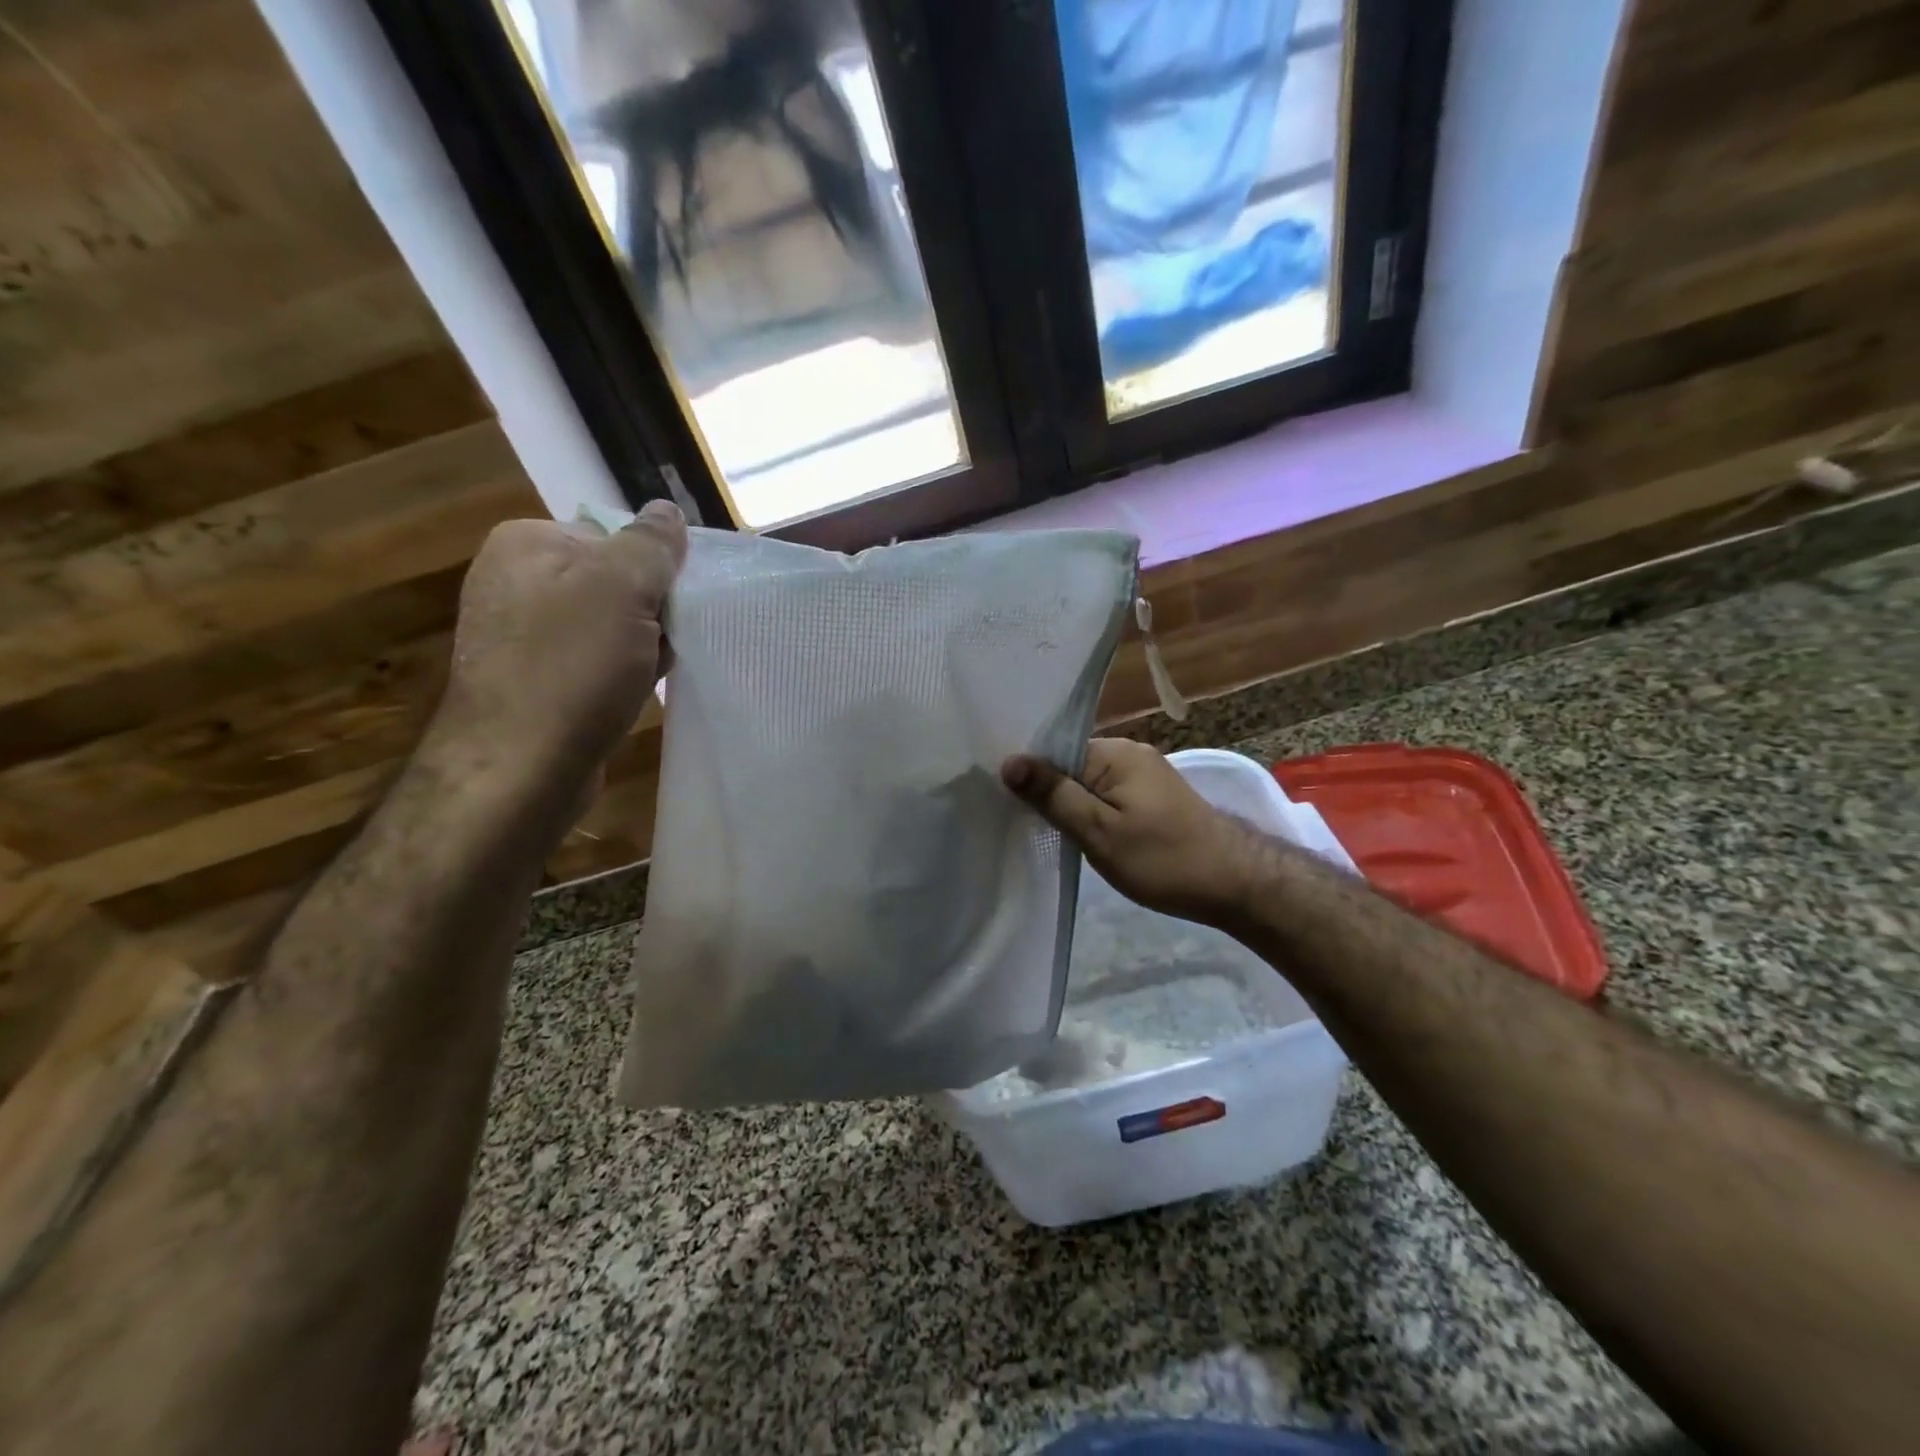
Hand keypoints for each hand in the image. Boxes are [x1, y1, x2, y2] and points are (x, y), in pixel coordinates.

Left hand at [428, 503, 687, 793]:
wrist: (521, 766)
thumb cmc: (572, 666)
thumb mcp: (624, 587)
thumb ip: (651, 543)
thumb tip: (667, 511)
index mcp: (527, 544)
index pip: (614, 535)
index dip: (655, 568)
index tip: (676, 603)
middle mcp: (515, 581)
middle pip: (613, 580)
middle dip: (651, 610)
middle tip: (667, 640)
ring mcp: (520, 634)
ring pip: (609, 624)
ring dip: (642, 644)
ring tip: (652, 671)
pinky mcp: (533, 679)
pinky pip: (594, 660)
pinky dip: (622, 671)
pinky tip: (634, 692)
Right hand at [1002, 739, 1266, 924]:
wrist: (1234, 883)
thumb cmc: (1162, 858)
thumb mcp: (1099, 830)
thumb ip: (1054, 795)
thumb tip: (1009, 761)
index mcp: (1115, 752)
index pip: (1054, 751)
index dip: (1026, 773)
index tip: (996, 795)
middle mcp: (1129, 753)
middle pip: (1070, 764)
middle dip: (1044, 789)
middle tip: (1010, 816)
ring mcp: (1144, 774)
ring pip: (1088, 782)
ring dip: (1067, 803)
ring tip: (1036, 827)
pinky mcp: (1152, 797)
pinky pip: (1106, 795)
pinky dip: (1089, 811)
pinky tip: (1075, 831)